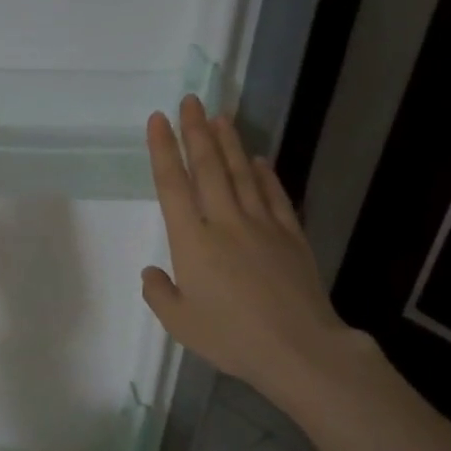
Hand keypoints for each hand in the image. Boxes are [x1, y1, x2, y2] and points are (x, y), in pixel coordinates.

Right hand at [142, 97, 370, 412]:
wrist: (299, 350)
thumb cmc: (231, 338)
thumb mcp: (180, 323)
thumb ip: (159, 293)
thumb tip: (152, 271)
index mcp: (193, 241)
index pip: (173, 186)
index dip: (164, 151)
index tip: (158, 120)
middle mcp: (225, 222)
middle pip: (209, 168)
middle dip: (196, 131)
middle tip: (190, 100)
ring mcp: (262, 226)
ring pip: (243, 174)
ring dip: (230, 142)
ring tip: (220, 116)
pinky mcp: (291, 236)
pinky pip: (275, 196)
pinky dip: (265, 174)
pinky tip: (260, 159)